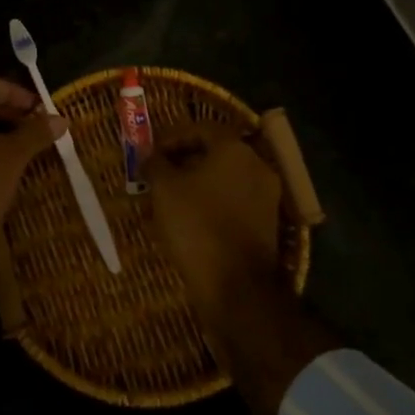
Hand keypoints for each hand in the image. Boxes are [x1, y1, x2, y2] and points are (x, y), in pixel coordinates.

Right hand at [146, 124, 283, 319]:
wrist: (236, 286)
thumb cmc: (196, 225)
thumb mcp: (164, 189)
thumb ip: (155, 164)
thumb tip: (148, 155)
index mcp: (234, 149)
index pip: (200, 128)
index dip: (171, 137)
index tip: (150, 153)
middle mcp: (256, 166)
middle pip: (213, 154)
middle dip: (181, 163)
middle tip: (156, 176)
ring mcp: (265, 197)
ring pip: (222, 181)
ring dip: (193, 186)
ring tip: (165, 202)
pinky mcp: (266, 224)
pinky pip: (232, 203)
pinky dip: (209, 205)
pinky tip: (186, 222)